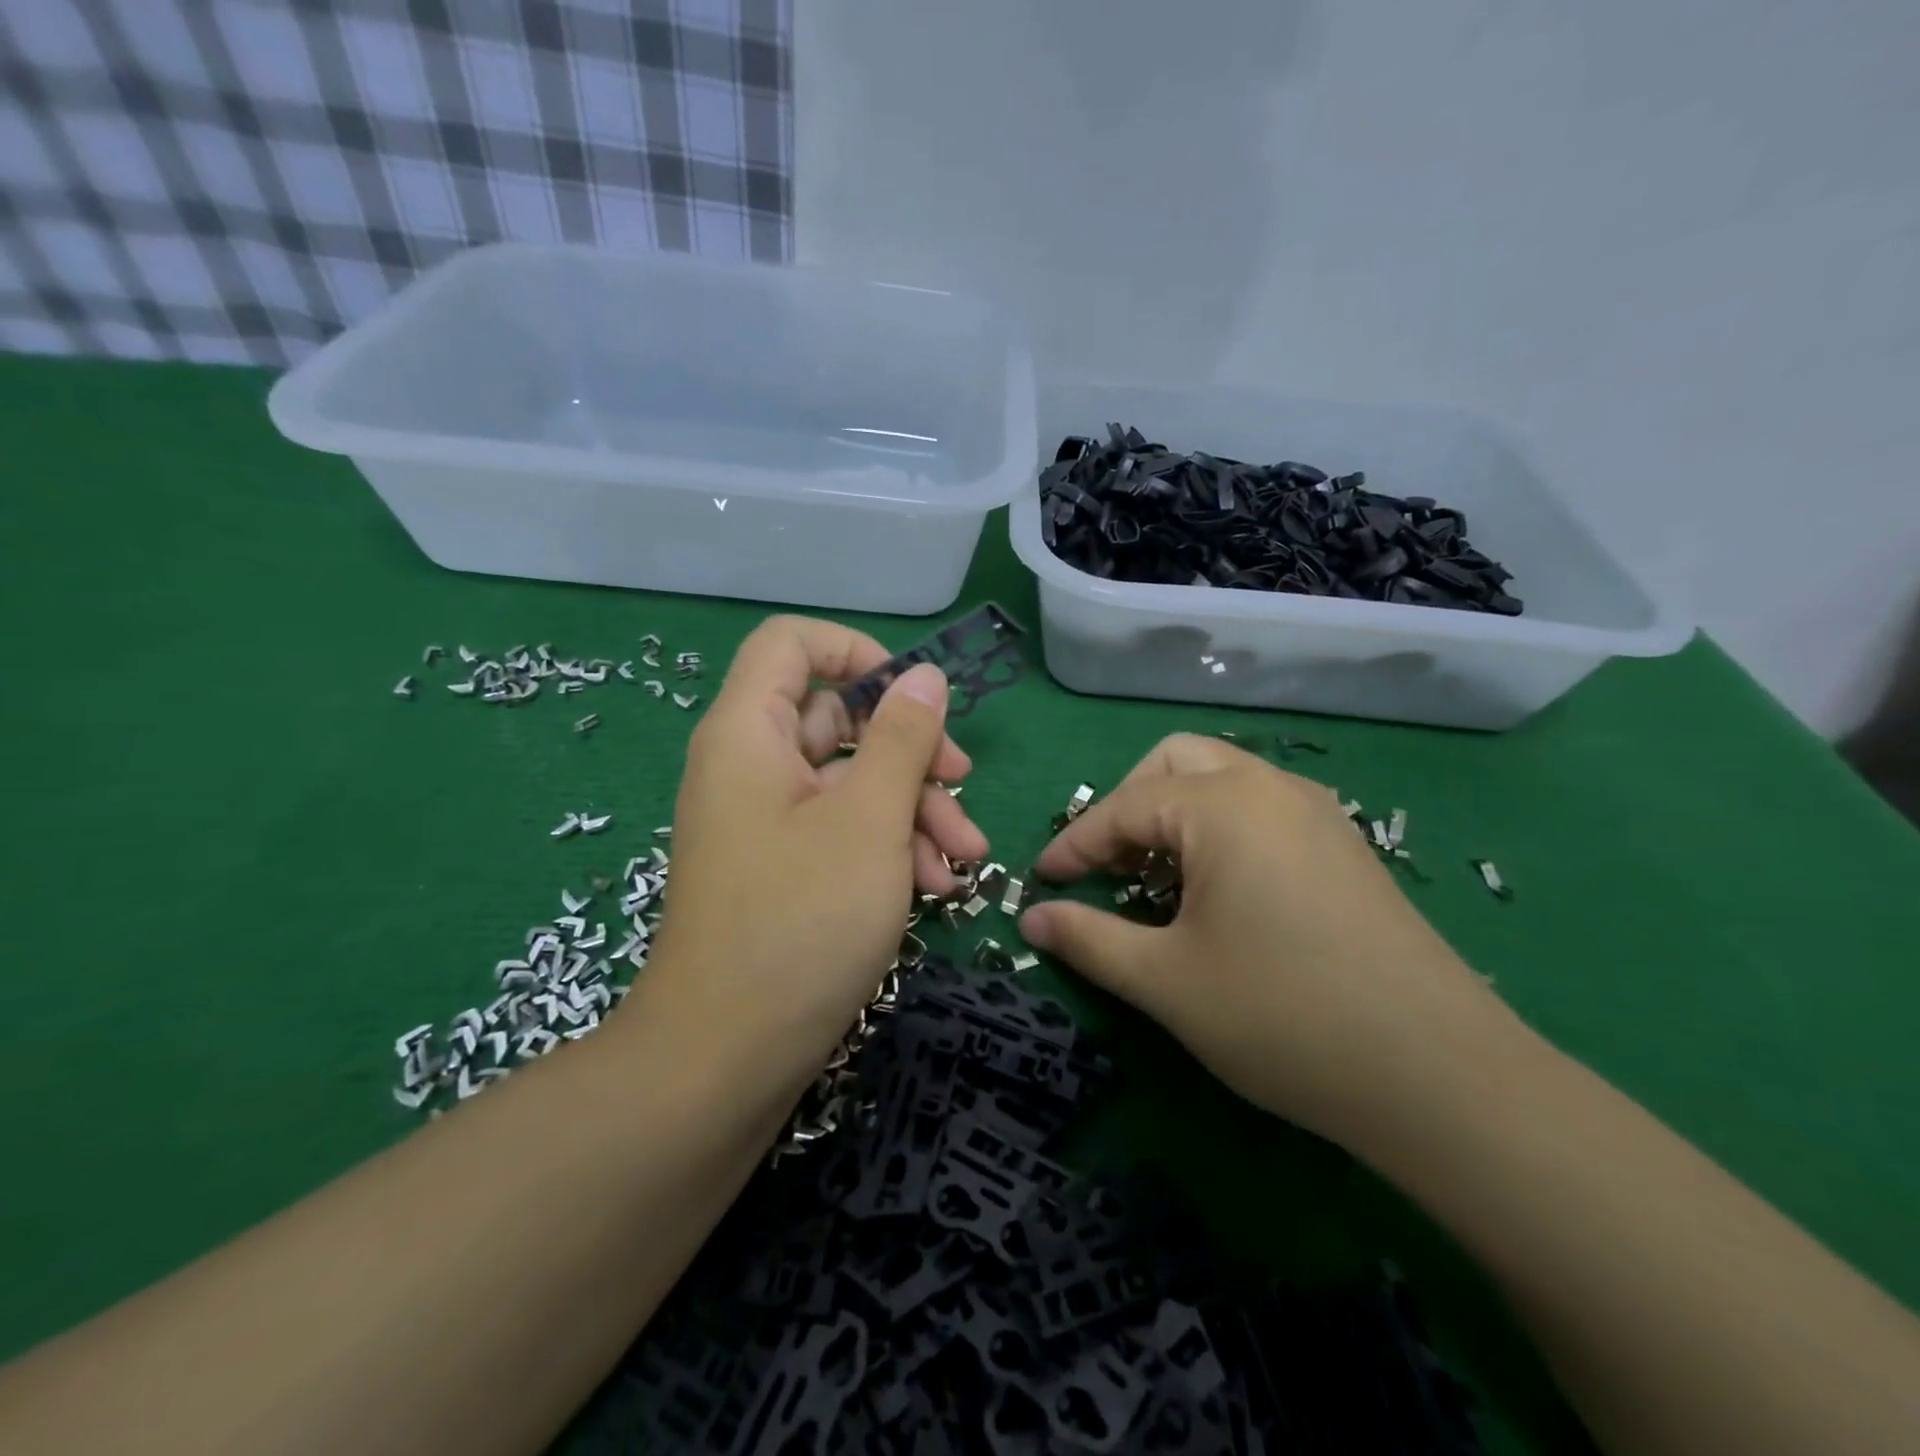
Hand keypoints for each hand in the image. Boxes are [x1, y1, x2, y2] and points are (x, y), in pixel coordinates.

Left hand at [644, 616, 988, 1084]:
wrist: (726, 1057)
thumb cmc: (800, 922)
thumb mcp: (869, 820)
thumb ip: (902, 739)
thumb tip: (925, 676)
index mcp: (750, 733)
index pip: (791, 644)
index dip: (855, 652)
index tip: (913, 696)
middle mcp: (752, 766)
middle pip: (839, 719)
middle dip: (909, 749)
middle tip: (962, 781)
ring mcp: (767, 821)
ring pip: (851, 782)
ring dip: (913, 808)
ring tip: (964, 857)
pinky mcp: (784, 868)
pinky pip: (841, 830)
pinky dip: (888, 846)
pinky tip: (935, 886)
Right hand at [1019, 734, 1507, 1144]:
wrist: (1441, 1077)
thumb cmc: (1282, 1017)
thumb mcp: (1165, 982)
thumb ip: (1088, 939)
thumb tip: (1030, 919)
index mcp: (1223, 805)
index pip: (1124, 807)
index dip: (1074, 844)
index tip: (1041, 881)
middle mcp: (1271, 789)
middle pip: (1176, 763)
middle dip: (1128, 805)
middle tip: (1107, 866)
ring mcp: (1318, 813)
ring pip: (1225, 780)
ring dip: (1175, 813)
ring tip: (1155, 878)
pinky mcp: (1346, 847)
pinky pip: (1263, 809)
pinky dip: (1220, 829)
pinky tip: (1218, 890)